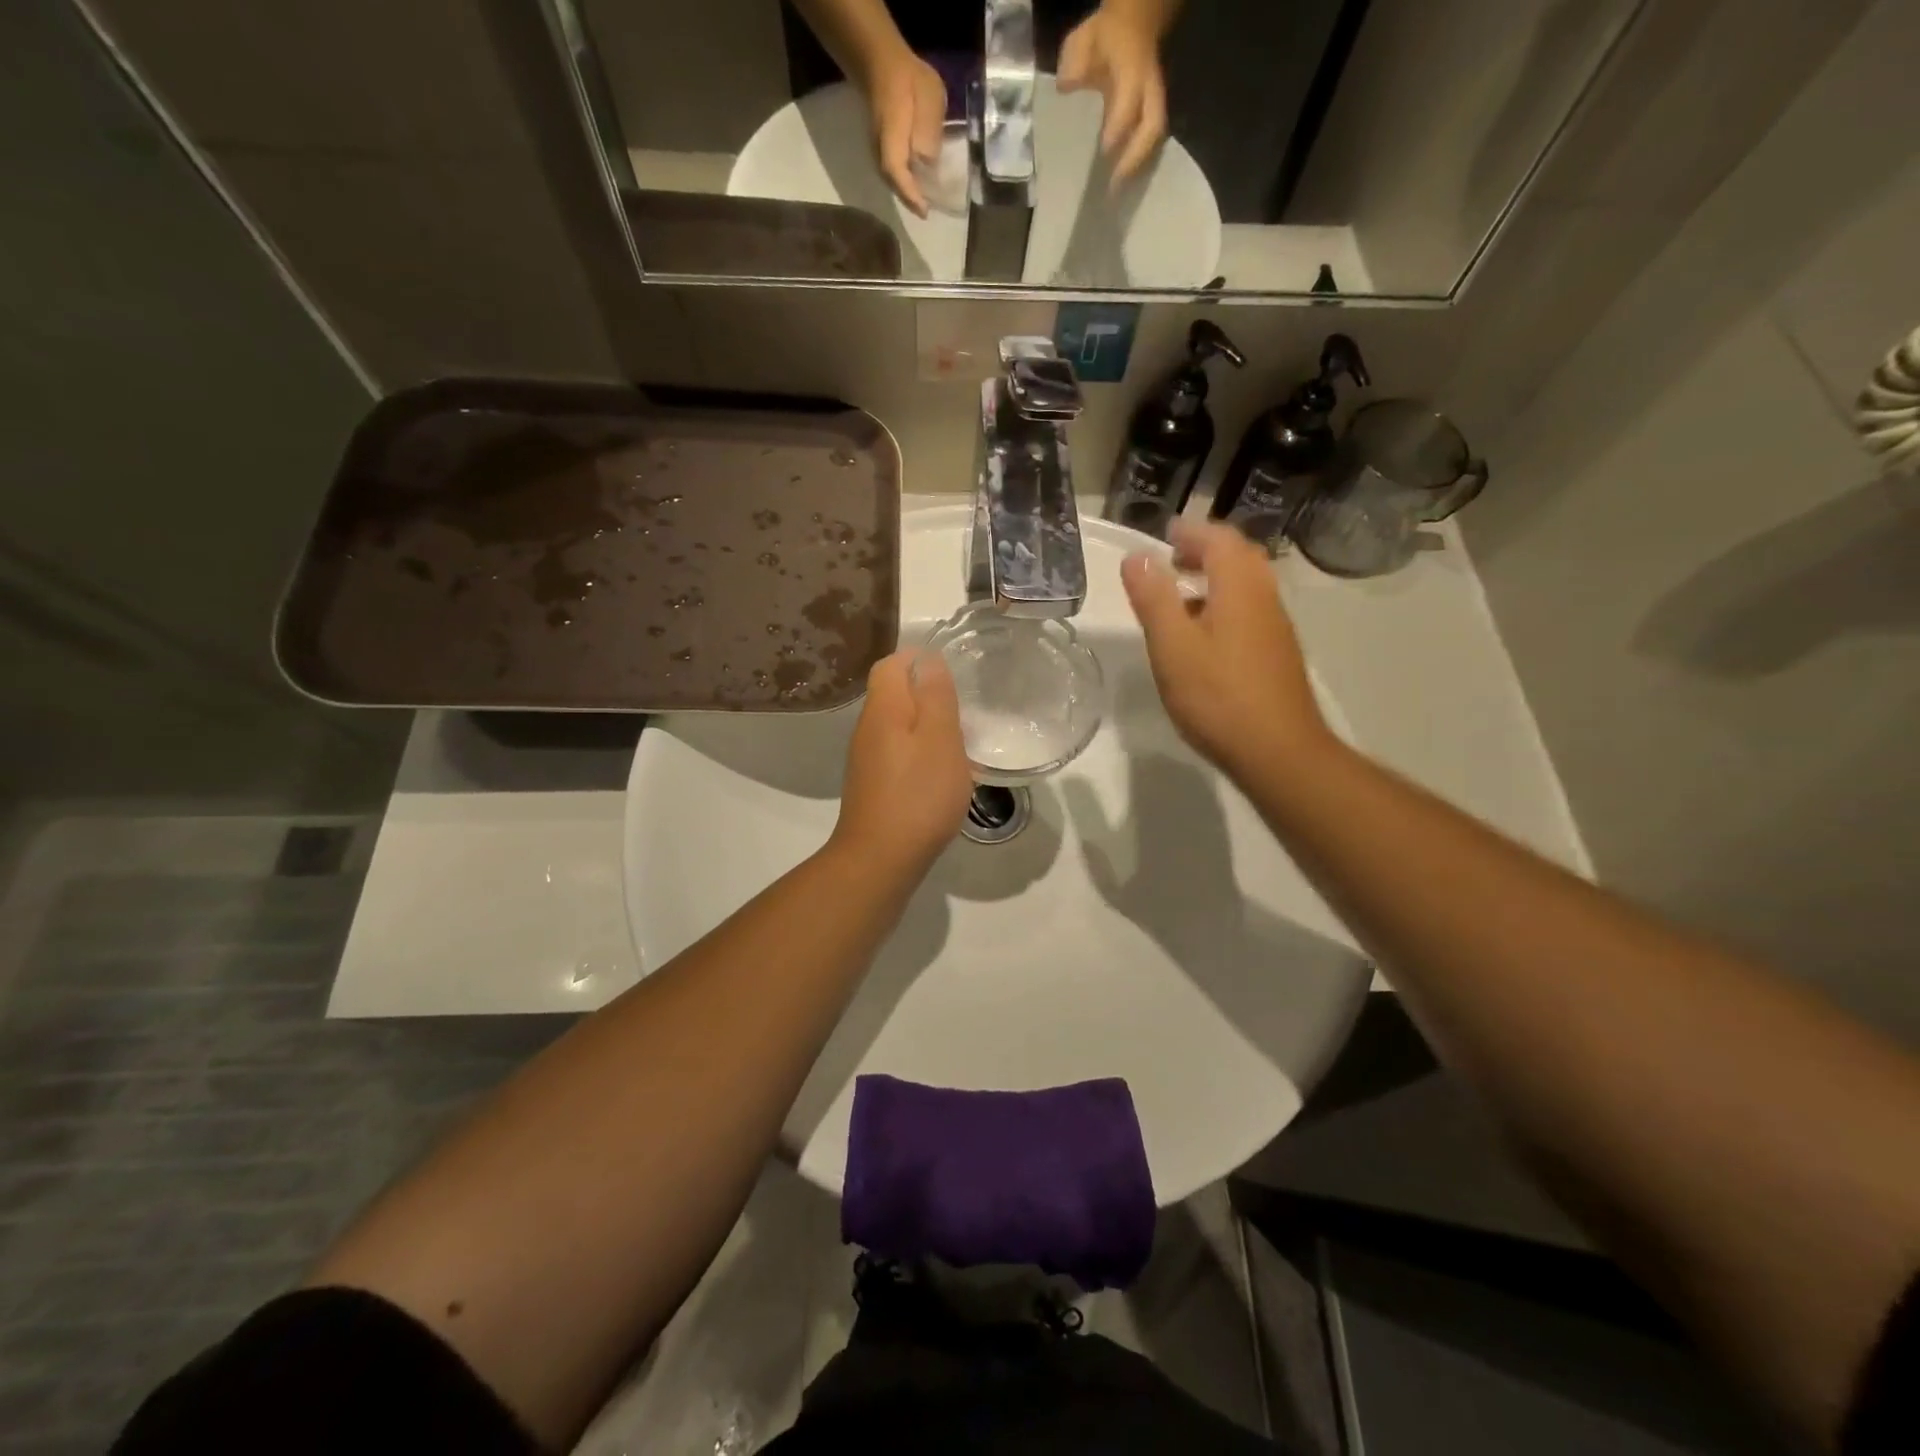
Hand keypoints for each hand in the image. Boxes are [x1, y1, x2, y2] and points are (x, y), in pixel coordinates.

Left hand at [830, 649, 972, 872]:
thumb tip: (928, 659)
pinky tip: (943, 775)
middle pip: (894, 694)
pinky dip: (921, 755)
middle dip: (929, 695)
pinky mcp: (874, 785)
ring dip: (928, 728)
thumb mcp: (940, 739)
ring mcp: (868, 759)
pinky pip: (899, 754)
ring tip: (961, 744)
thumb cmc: (918, 795)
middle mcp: (868, 728)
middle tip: (964, 712)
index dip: (919, 660)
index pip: (891, 664)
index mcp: (883, 709)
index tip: (953, 675)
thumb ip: (935, 696)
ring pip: (899, 726)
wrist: (880, 860)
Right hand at [857, 46, 945, 215]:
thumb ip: (930, 129)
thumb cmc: (909, 78)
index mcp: (892, 137)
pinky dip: (905, 181)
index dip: (911, 195)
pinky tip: (917, 182)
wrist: (882, 63)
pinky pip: (894, 171)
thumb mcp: (929, 96)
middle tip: (927, 210)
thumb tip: (928, 160)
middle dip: (910, 199)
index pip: (897, 174)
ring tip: (924, 200)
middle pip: (894, 184)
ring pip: (893, 179)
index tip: (925, 212)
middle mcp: (880, 150)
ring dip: (907, 192)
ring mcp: (878, 150)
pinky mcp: (882, 148)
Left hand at [1059, 2, 1169, 182]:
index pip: (1127, 104)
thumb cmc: (1105, 37)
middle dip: (1134, 158)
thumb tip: (1066, 87)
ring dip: (1137, 166)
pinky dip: (1137, 162)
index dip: (1118, 128)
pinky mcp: (1150, 115)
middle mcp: (1148, 90)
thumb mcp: (1084, 42)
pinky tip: (1122, 183)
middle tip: (1115, 186)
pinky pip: (1149, 141)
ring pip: (1153, 138)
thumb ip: (1075, 65)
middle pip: (1151, 128)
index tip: (1104, 151)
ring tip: (1119, 193)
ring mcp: (1153, 103)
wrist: (1133, 22)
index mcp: (1132, 70)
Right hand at [1121, 520, 1330, 778]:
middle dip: (1206, 551)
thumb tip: (1138, 557)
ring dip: (1215, 579)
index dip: (1191, 532)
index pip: (1219, 539)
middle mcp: (1265, 598)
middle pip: (1239, 558)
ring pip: (1247, 587)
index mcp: (1240, 588)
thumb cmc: (1218, 696)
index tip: (1165, 534)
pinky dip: (1224, 606)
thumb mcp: (1172, 646)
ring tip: (1180, 596)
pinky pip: (1250, 612)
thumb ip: (1153, 599)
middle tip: (1173, 559)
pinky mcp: (1277, 655)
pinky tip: (1203, 638)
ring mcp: (1276, 628)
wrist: (1278, 751)